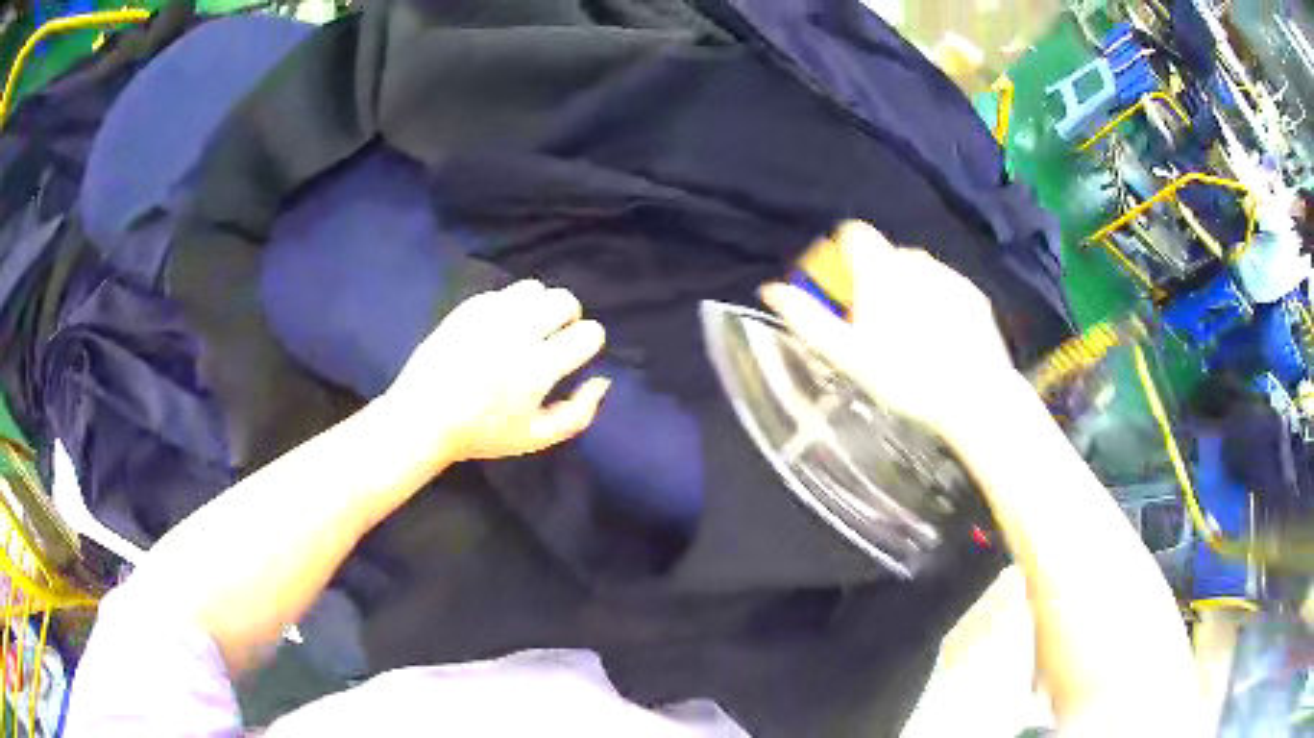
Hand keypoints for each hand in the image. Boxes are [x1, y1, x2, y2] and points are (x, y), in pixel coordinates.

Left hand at [385, 280, 609, 464]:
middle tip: (553, 339)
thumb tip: (602, 379)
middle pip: (565, 300)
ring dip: (539, 306)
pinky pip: (503, 292)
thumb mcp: (536, 438)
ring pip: (534, 288)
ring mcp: (490, 315)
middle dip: (568, 317)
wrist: (423, 416)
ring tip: (526, 328)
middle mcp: (518, 332)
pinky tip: (497, 329)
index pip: (589, 333)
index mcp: (538, 366)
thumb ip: (578, 413)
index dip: (589, 343)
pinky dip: (509, 306)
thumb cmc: (482, 433)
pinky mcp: (468, 307)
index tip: (574, 356)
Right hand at [761, 220, 1020, 439]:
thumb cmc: (903, 376)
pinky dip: (936, 302)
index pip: (852, 232)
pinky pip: (944, 286)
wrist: (974, 395)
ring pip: (916, 271)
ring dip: (906, 290)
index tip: (843, 290)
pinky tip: (941, 340)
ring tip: (912, 338)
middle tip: (876, 327)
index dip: (841, 255)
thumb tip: (770, 289)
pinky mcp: (973, 294)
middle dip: (875, 280)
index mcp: (880, 267)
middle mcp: (914, 258)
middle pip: (884, 256)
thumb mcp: (846, 354)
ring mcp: (948, 274)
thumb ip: (807, 317)